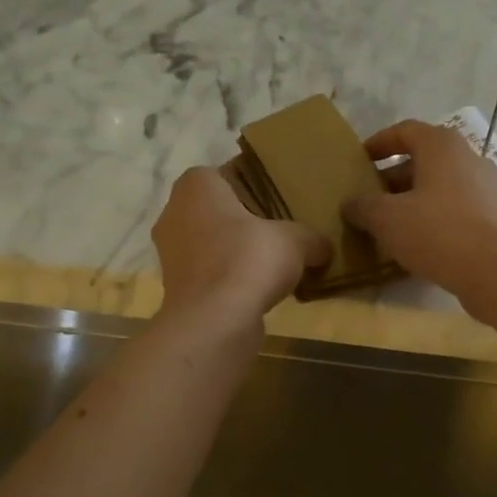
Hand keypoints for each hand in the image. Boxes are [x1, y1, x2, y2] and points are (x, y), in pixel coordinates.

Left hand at [152, 167, 330, 335]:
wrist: (214, 322)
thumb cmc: (248, 260)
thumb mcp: (296, 240)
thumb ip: (312, 237)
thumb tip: (324, 247)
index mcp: (196, 186)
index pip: (226, 174)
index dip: (255, 185)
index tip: (281, 201)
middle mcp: (174, 213)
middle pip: (218, 210)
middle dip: (246, 221)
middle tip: (282, 230)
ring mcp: (171, 254)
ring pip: (212, 243)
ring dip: (238, 252)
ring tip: (274, 263)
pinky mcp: (178, 288)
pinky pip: (211, 274)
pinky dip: (231, 279)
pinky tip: (260, 289)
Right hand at [342, 121, 496, 300]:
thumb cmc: (439, 232)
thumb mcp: (387, 219)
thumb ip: (364, 207)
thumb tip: (351, 204)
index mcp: (442, 146)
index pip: (405, 131)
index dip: (379, 143)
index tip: (359, 160)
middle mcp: (468, 159)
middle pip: (424, 160)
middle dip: (393, 178)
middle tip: (369, 199)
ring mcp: (487, 189)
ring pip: (440, 188)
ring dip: (413, 202)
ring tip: (389, 225)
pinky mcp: (495, 218)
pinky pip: (456, 211)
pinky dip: (434, 220)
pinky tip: (418, 245)